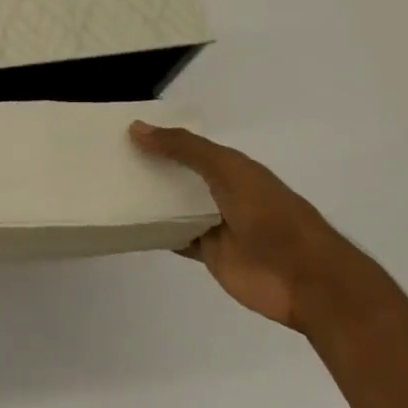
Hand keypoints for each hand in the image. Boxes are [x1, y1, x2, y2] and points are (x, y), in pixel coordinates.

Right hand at [129, 121, 382, 330]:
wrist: (303, 278)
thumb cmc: (269, 215)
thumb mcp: (228, 171)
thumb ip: (185, 149)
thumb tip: (137, 128)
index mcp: (232, 167)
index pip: (190, 146)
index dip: (161, 138)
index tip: (122, 131)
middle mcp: (221, 192)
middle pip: (179, 176)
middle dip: (149, 167)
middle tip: (104, 159)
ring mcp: (214, 225)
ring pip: (174, 208)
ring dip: (149, 200)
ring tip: (107, 188)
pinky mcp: (207, 254)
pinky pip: (174, 238)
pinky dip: (154, 233)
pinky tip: (127, 226)